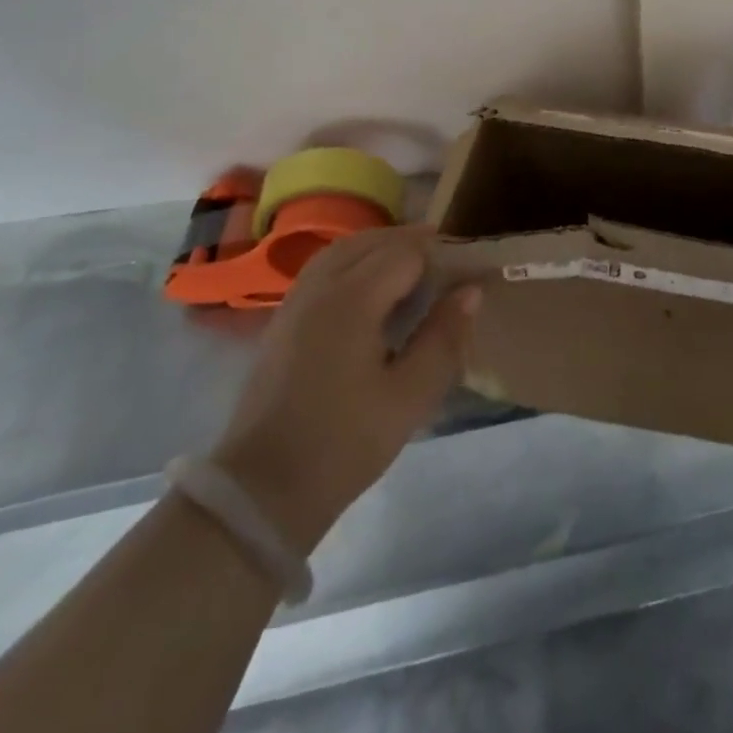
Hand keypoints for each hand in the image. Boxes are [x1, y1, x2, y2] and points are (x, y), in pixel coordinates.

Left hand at [211, 225, 480, 554]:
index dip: (440, 254)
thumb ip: (443, 338)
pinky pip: (324, 268)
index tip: (466, 271)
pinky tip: (371, 288)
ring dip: (381, 248)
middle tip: (447, 265)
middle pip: (373, 242)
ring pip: (344, 250)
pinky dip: (354, 262)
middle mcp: (321, 286)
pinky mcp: (283, 319)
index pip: (406, 252)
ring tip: (413, 267)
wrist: (262, 490)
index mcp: (353, 299)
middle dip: (412, 244)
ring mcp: (296, 300)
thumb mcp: (409, 397)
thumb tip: (470, 291)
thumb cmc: (344, 444)